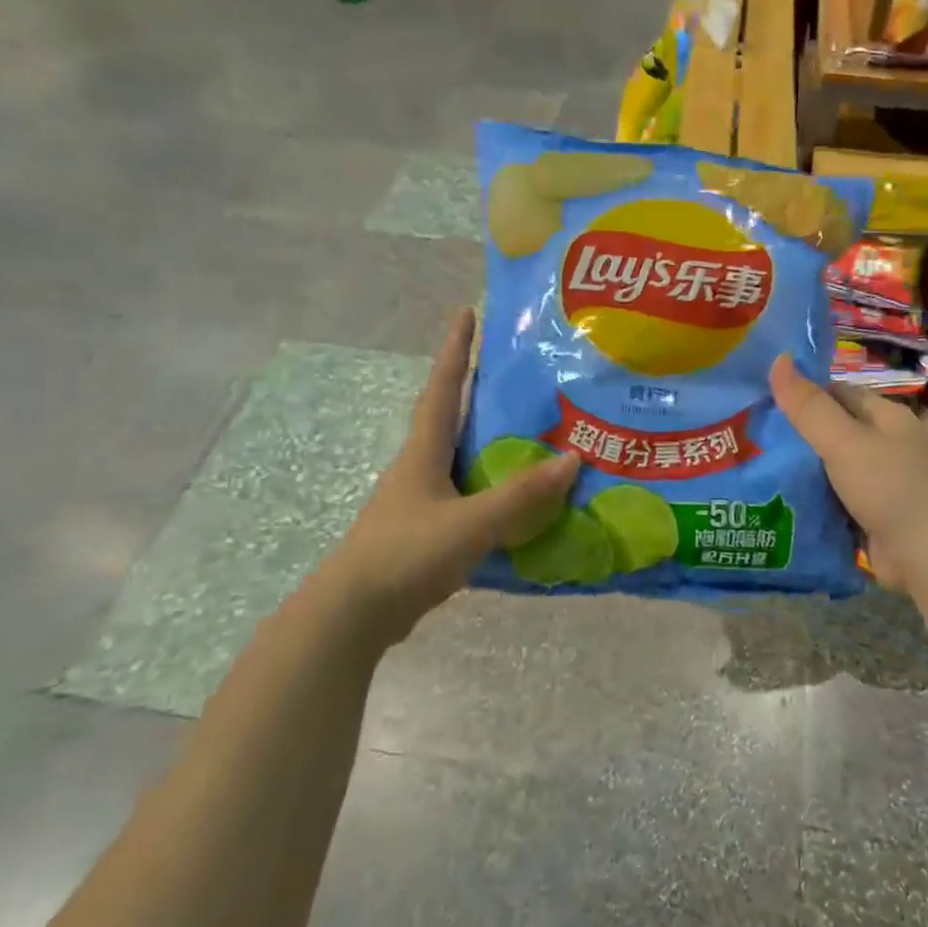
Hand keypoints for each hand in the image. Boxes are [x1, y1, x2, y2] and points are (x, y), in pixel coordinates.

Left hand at [321, 310, 578, 645]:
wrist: (353, 614)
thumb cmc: (406, 554)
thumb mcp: (471, 523)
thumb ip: (522, 495)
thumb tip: (574, 459)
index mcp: (424, 451)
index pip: (444, 387)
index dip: (456, 348)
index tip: (467, 312)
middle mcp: (419, 466)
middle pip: (449, 416)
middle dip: (477, 390)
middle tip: (518, 374)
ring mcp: (419, 500)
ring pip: (459, 457)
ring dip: (488, 441)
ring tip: (530, 433)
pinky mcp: (424, 530)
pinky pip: (465, 495)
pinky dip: (490, 487)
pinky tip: (517, 500)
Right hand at [768, 355, 927, 598]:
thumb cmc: (890, 489)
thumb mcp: (844, 442)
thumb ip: (809, 407)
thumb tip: (778, 359)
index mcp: (885, 417)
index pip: (836, 392)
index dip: (801, 393)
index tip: (760, 401)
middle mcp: (884, 444)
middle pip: (830, 429)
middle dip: (793, 434)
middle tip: (747, 436)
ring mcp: (878, 481)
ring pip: (828, 466)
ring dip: (798, 469)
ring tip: (749, 465)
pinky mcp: (869, 513)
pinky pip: (832, 497)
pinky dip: (809, 498)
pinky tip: (775, 499)